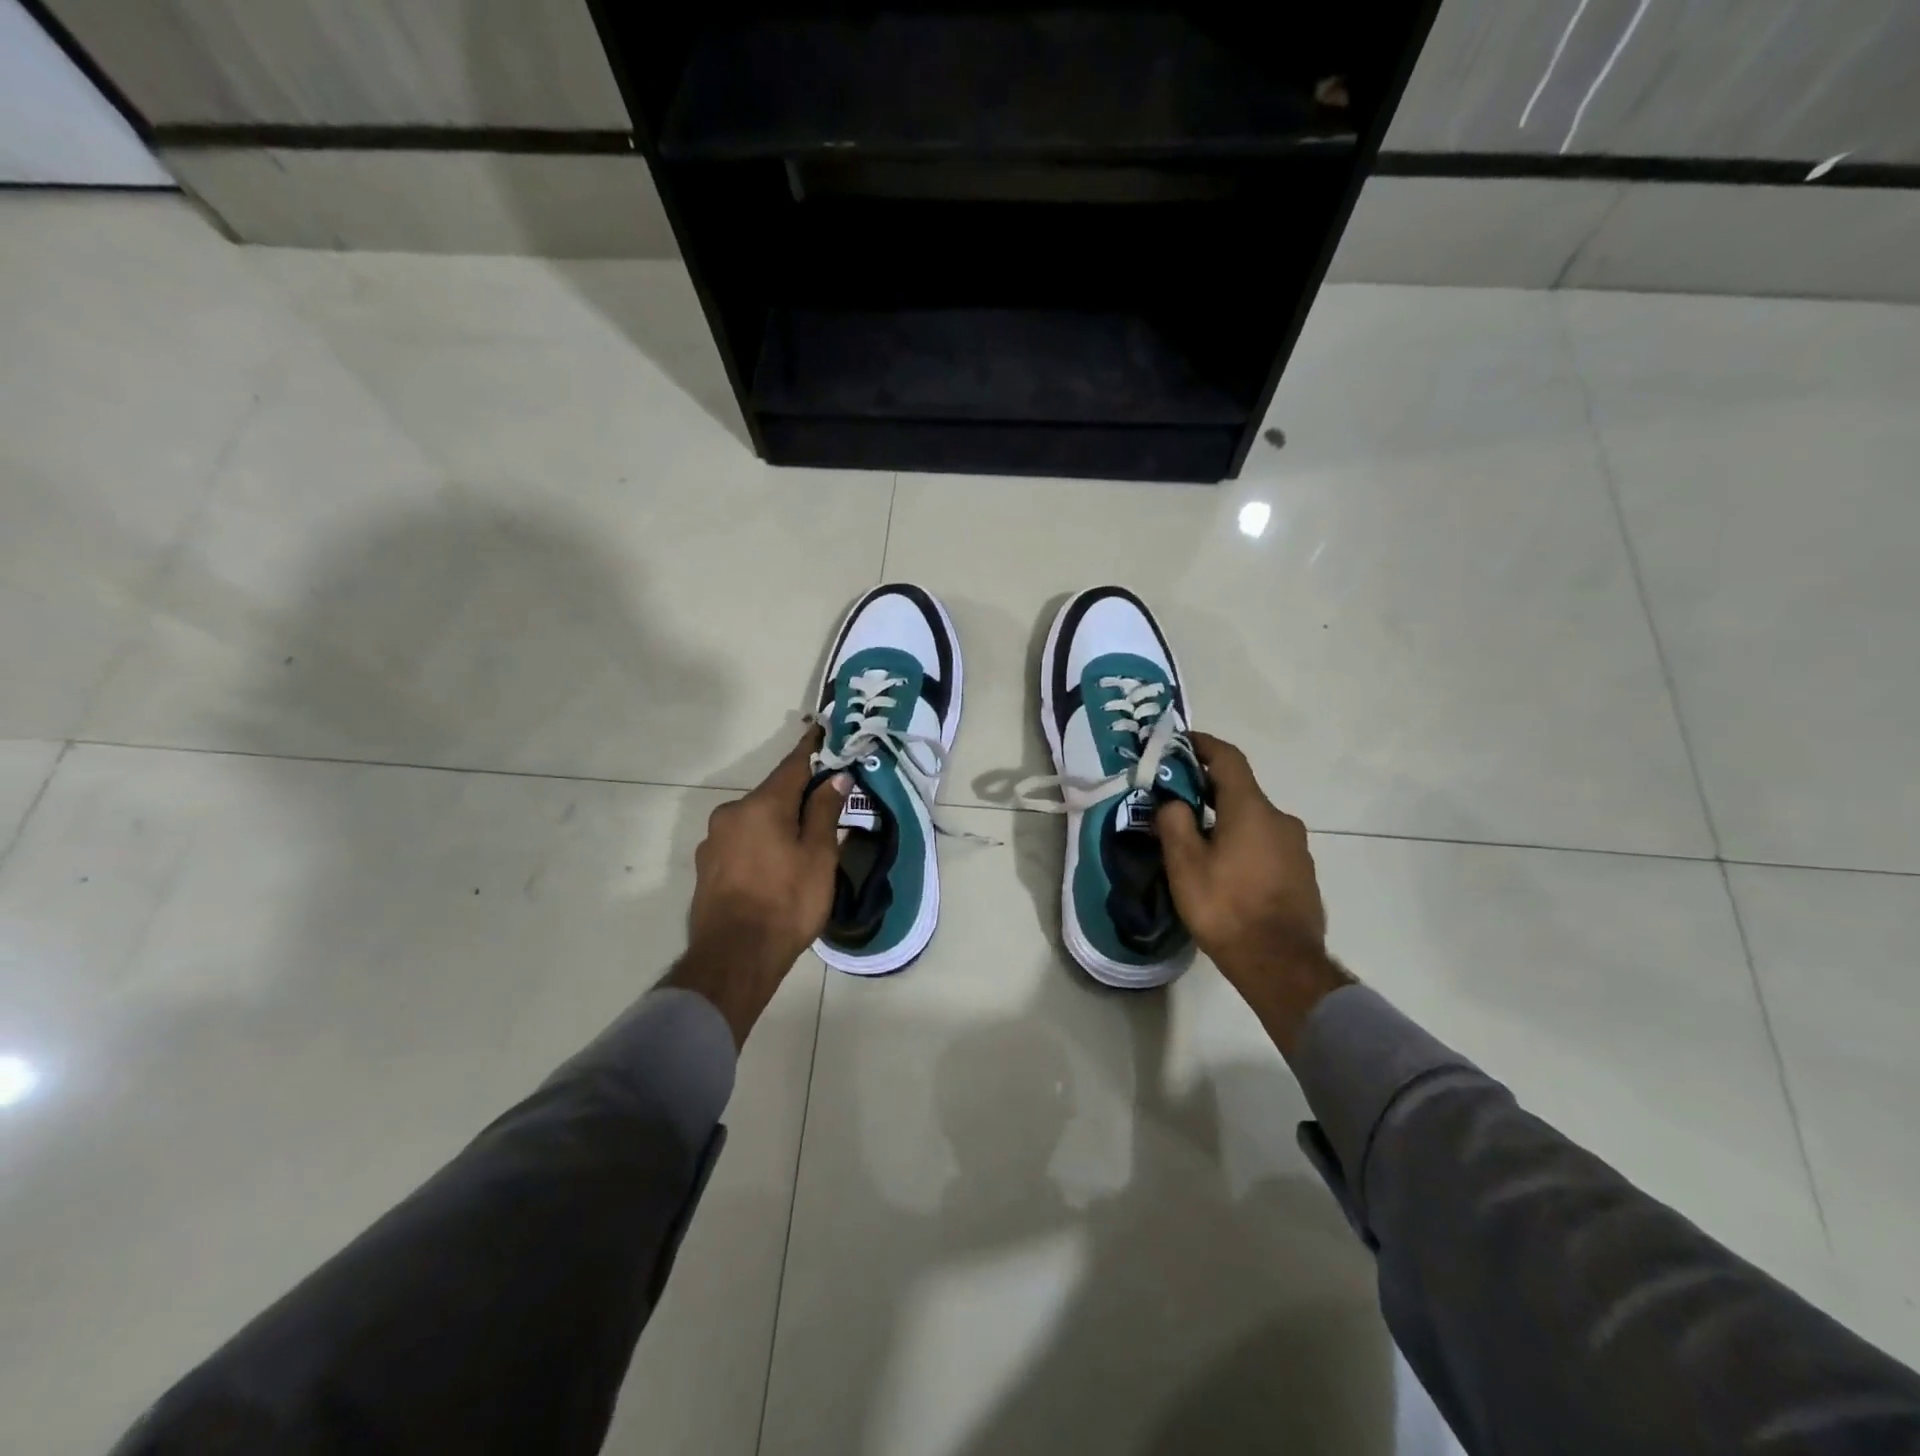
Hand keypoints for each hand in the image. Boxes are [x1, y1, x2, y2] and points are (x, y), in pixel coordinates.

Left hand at [667, 728, 848, 1045]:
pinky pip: (741, 842)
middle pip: (772, 795)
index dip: (811, 749)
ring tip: (801, 846)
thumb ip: (824, 812)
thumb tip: (835, 777)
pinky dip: (760, 844)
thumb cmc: (787, 903)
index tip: (822, 730)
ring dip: (777, 823)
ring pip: (755, 820)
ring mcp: (713, 840)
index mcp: (762, 805)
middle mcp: (731, 813)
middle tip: (825, 805)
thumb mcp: (818, 856)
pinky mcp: (706, 866)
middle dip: (797, 796)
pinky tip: (774, 867)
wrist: (734, 958)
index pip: (792, 766)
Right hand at [1155, 732, 1352, 1053]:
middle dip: (1207, 789)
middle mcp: (1280, 819)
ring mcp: (1297, 848)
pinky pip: (1266, 845)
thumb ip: (1175, 823)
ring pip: (1254, 820)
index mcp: (1251, 809)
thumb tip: (1174, 802)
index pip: (1228, 759)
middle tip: (1176, 800)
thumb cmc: (1226, 907)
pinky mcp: (1302, 873)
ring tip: (1197, 841)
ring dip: (1226, 820)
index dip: (1203, 745)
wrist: (1281, 965)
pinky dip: (1243, 843)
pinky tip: (1225, 869)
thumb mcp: (1185, 865)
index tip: (1181, 742)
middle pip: (1240, 791)